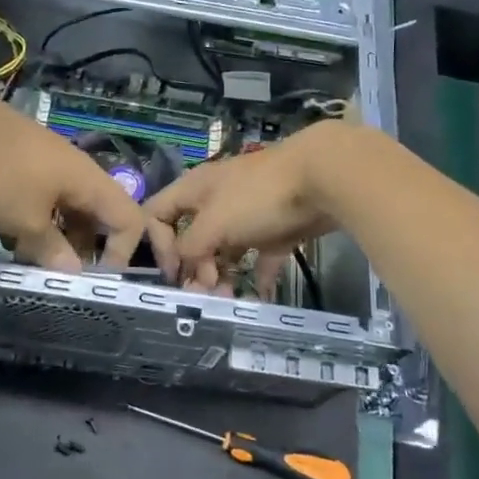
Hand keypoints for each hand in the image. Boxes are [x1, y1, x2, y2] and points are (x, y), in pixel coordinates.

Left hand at [0, 76, 175, 272]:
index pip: (128, 218)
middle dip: (81, 245)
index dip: (121, 252)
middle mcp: (74, 167)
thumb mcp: (25, 222)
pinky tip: (3, 229)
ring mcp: (44, 158)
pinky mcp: (18, 154)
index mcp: (88, 181)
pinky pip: (38, 192)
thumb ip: (51, 248)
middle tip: (54, 271)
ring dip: (52, 232)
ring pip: (63, 202)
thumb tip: (72, 269)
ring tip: (24, 255)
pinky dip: (31, 214)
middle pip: (95, 211)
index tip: (92, 278)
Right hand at [143, 124, 344, 292]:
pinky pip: (262, 256)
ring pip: (226, 249)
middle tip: (205, 293)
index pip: (157, 214)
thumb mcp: (213, 223)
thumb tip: (186, 266)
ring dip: (223, 276)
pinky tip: (260, 296)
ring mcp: (248, 214)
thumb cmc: (257, 197)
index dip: (157, 244)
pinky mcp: (277, 228)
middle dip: (194, 268)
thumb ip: (191, 248)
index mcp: (194, 190)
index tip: (173, 274)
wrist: (321, 178)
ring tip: (228, 299)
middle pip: (192, 237)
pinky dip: (260, 276)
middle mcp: (216, 200)